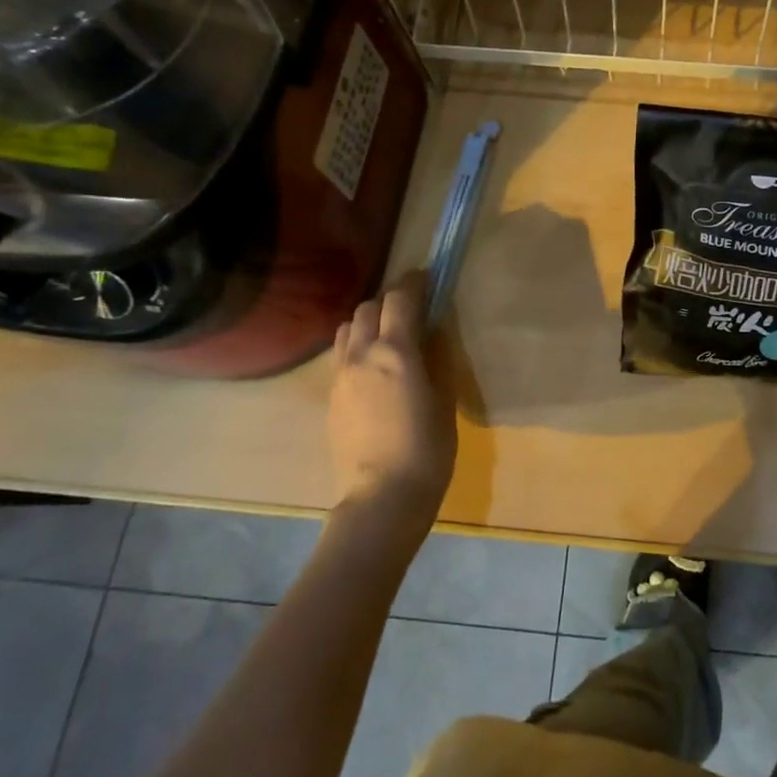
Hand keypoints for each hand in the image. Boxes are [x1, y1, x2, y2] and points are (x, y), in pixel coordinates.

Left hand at [327, 274, 456, 524]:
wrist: (383, 496)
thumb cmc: (428, 448)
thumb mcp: (445, 398)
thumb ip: (437, 357)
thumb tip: (434, 331)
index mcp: (396, 351)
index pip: (399, 298)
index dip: (414, 283)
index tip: (427, 280)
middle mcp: (361, 355)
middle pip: (366, 307)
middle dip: (389, 302)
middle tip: (411, 312)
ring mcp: (340, 376)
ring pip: (346, 329)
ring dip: (367, 323)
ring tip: (387, 338)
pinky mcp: (331, 398)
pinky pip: (340, 356)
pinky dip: (356, 348)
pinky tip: (374, 371)